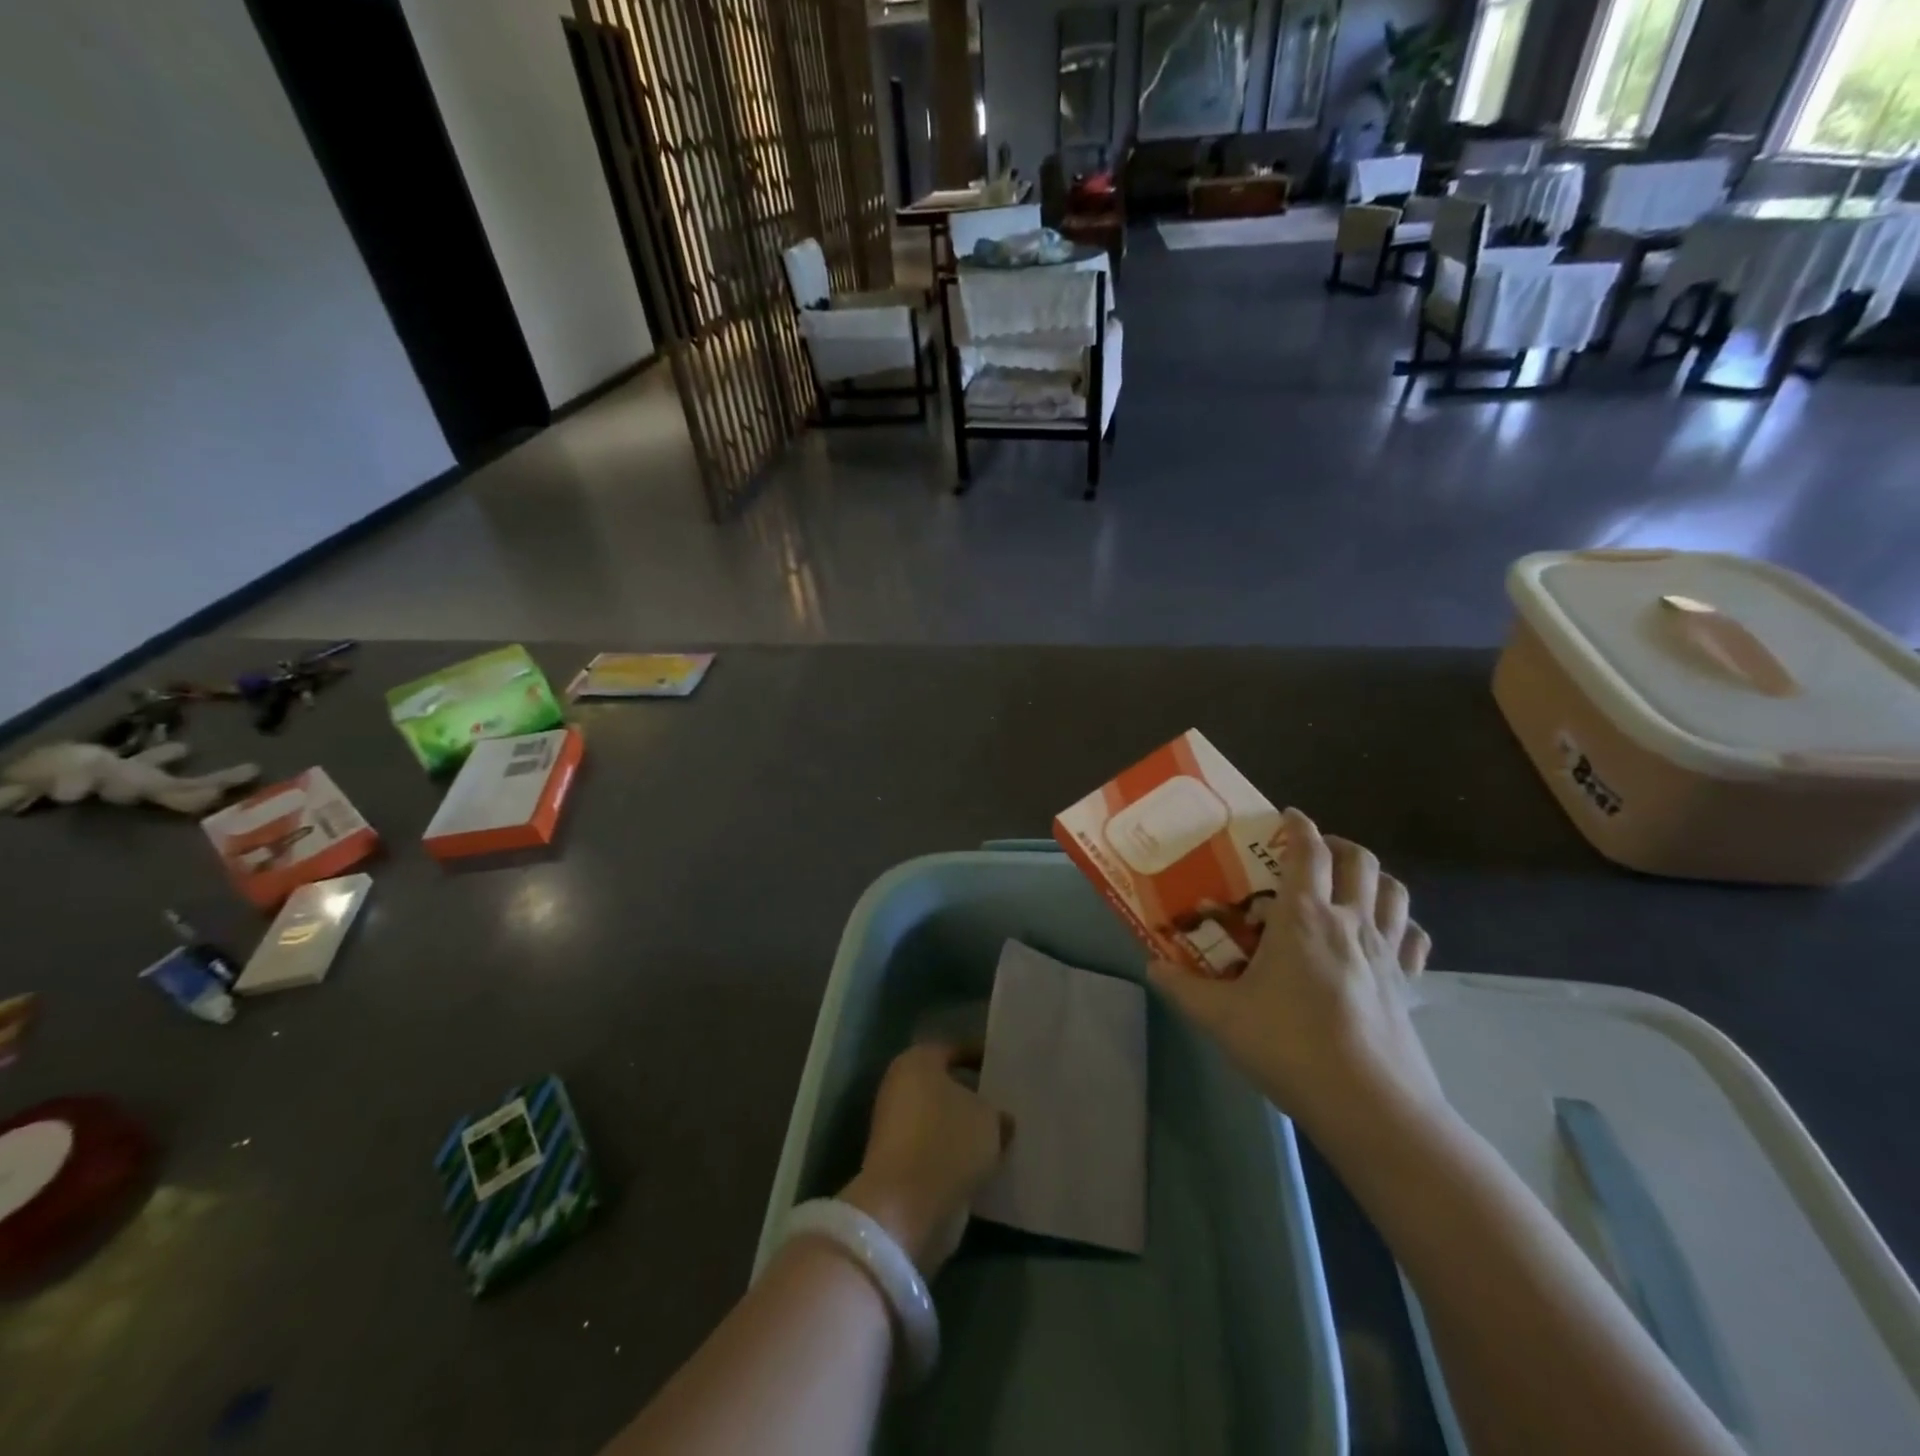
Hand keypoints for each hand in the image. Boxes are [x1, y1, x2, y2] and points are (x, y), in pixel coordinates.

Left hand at [841, 1042, 1011, 1275]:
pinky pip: (936, 1150)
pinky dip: (956, 1157)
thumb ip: (997, 1112)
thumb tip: (1001, 1119)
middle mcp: (900, 1087)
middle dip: (974, 1096)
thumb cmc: (947, 1142)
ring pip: (942, 1121)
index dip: (983, 1058)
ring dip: (967, 1130)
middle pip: (946, 1086)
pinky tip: (986, 1165)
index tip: (1008, 1069)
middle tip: (1008, 1104)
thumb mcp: (989, 1119)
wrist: (905, 1208)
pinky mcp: (898, 1164)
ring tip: (1004, 1137)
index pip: (956, 1050)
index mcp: (918, 1061)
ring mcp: (896, 1127)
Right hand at [1148, 808, 1442, 1146]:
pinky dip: (1400, 923)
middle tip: (1313, 851)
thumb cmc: (1289, 1046)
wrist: (1369, 1105)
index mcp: (1304, 917)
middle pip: (1359, 860)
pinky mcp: (1409, 985)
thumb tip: (1152, 967)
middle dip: (1337, 844)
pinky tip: (1385, 934)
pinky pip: (1414, 937)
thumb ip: (1183, 988)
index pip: (1308, 851)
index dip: (1298, 826)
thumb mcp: (1221, 1018)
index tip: (1286, 816)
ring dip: (1373, 876)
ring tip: (1349, 884)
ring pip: (1394, 891)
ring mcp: (1387, 953)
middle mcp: (1350, 922)